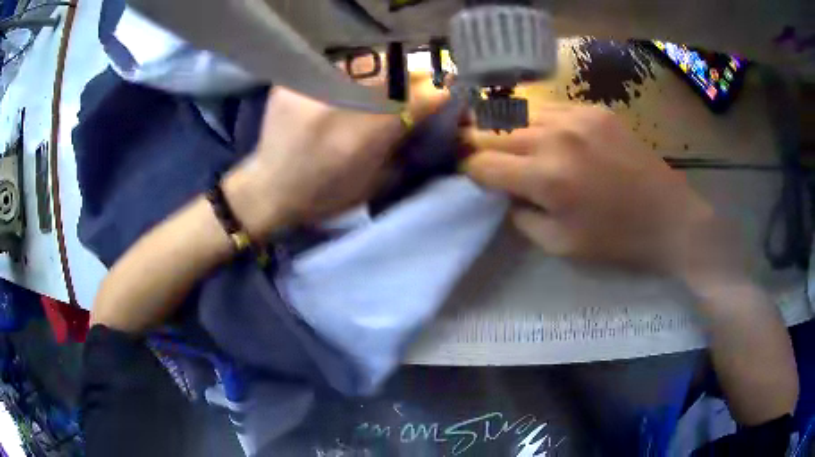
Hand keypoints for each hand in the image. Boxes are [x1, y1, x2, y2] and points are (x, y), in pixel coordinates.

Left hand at [225, 86, 447, 238]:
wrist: (269, 189)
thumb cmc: (325, 196)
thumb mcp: (373, 182)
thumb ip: (404, 145)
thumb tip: (430, 114)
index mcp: (358, 140)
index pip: (412, 100)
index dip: (436, 93)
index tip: (446, 93)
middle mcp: (334, 108)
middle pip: (391, 72)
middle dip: (414, 76)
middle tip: (421, 84)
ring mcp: (309, 90)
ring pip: (364, 63)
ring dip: (385, 71)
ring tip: (388, 84)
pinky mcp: (292, 83)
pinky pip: (335, 66)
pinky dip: (354, 72)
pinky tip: (354, 85)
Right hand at [463, 105, 734, 279]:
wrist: (670, 218)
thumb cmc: (617, 241)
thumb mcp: (561, 246)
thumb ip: (522, 218)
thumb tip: (507, 194)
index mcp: (546, 178)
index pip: (483, 164)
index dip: (468, 171)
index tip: (468, 177)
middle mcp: (555, 137)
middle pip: (495, 131)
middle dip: (478, 145)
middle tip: (476, 155)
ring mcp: (577, 117)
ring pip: (519, 113)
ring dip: (506, 129)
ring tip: (505, 142)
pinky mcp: (594, 109)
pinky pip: (550, 108)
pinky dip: (536, 121)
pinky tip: (542, 134)